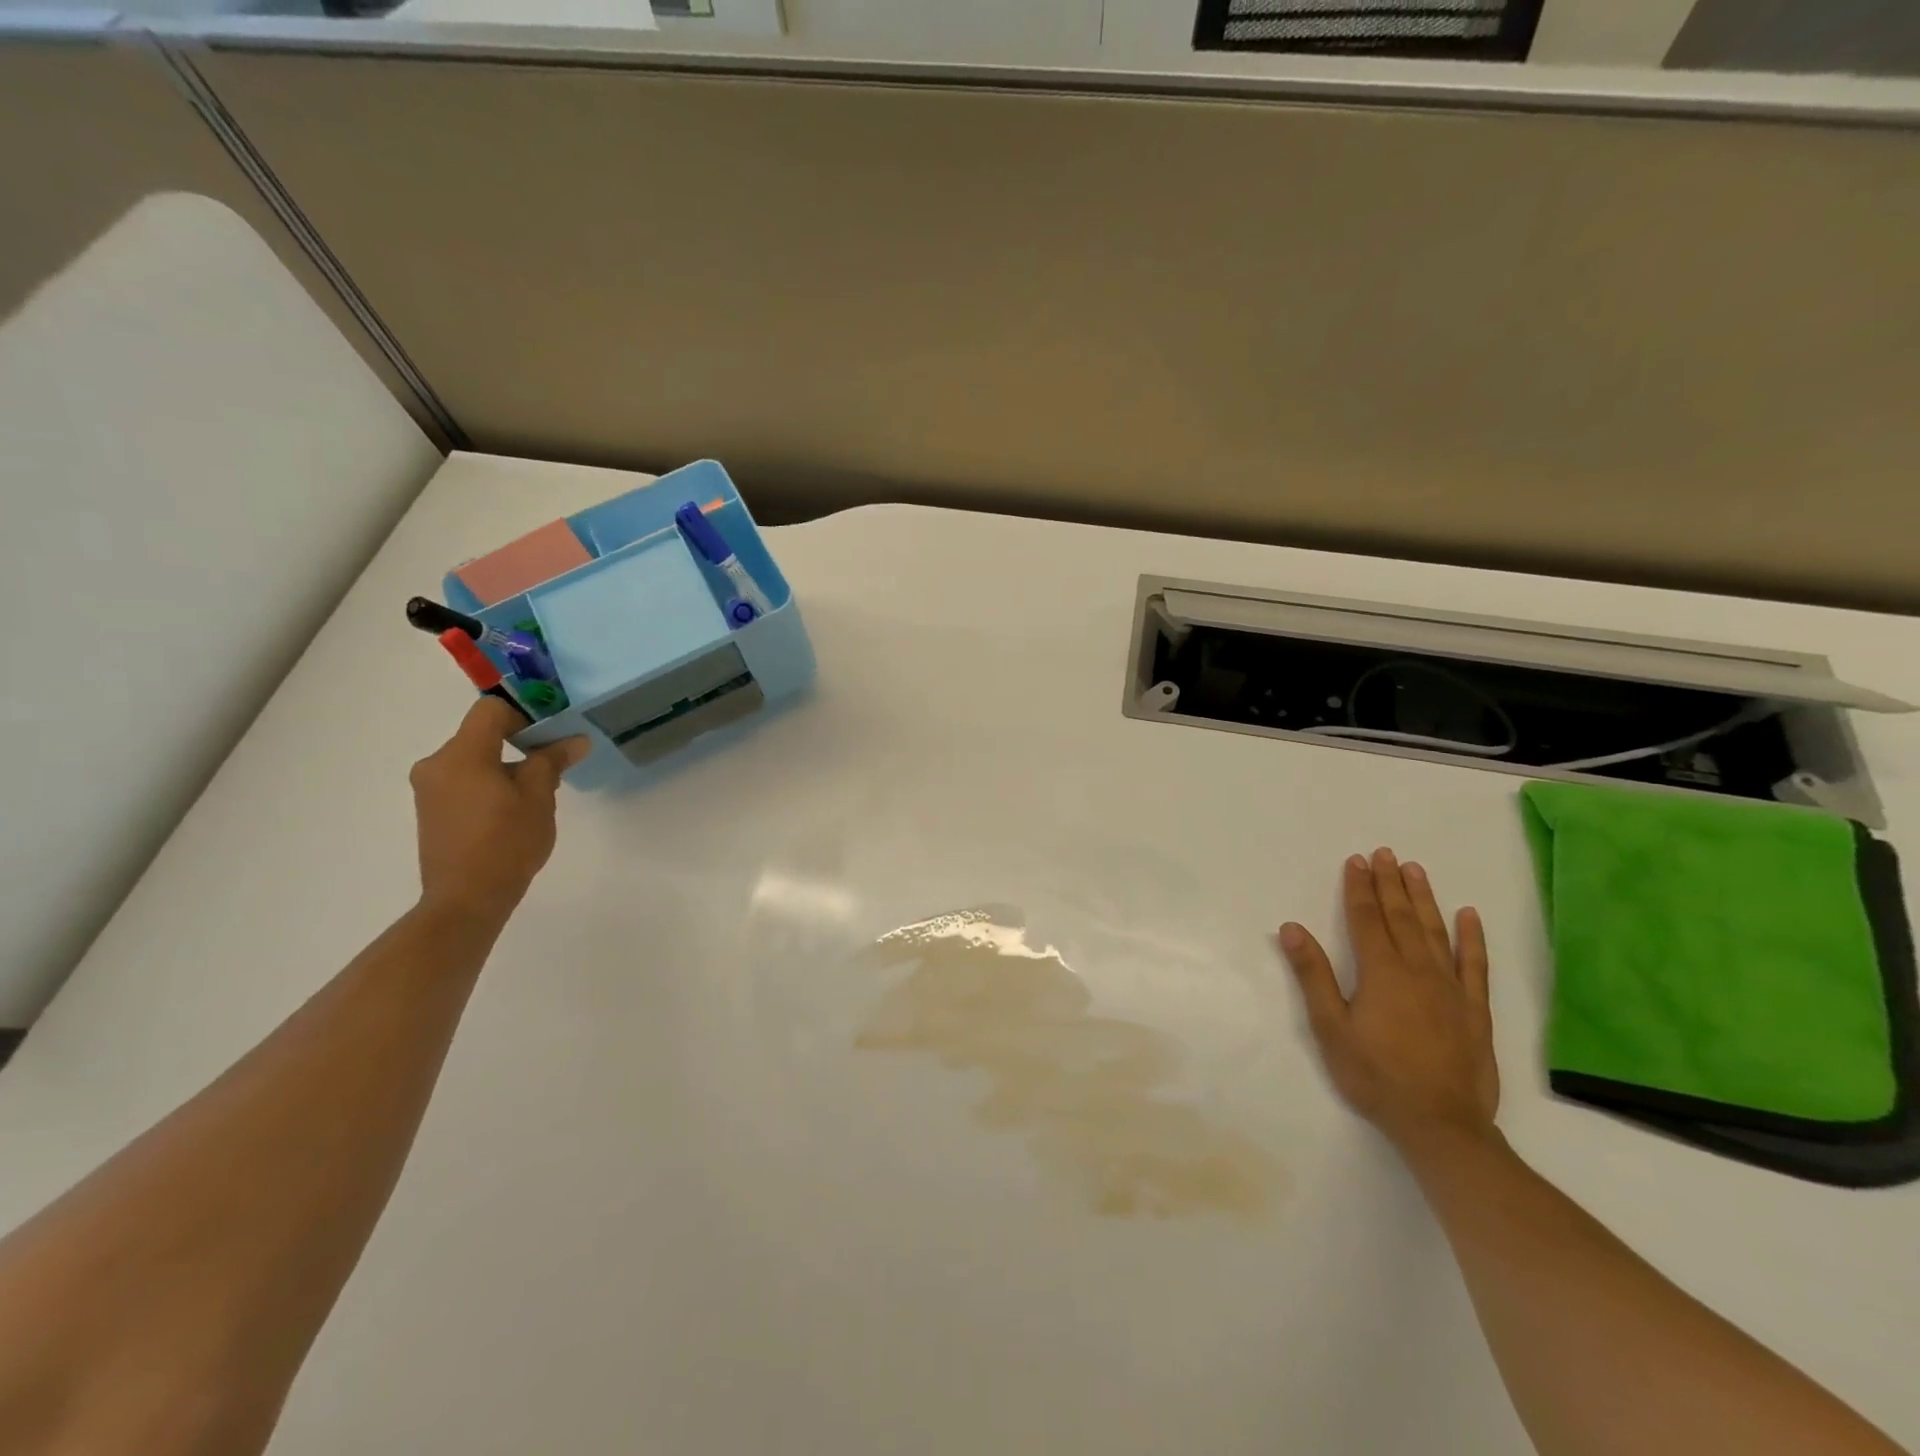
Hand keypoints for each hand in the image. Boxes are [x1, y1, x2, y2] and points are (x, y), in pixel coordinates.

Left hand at [409, 697, 589, 922]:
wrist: (466, 899)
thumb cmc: (507, 842)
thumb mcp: (539, 798)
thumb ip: (552, 761)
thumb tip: (575, 740)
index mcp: (462, 755)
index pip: (491, 710)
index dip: (525, 714)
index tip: (552, 735)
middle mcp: (437, 764)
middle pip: (482, 734)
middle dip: (520, 744)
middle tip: (552, 767)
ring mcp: (429, 789)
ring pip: (474, 759)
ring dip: (506, 766)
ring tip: (534, 797)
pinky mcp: (431, 810)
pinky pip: (464, 781)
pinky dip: (489, 784)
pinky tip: (510, 812)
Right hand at [1278, 849, 1497, 1152]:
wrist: (1441, 1124)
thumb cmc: (1375, 1075)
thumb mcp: (1330, 1027)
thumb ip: (1313, 975)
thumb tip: (1292, 929)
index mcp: (1381, 972)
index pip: (1367, 919)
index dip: (1360, 888)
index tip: (1356, 861)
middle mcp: (1418, 970)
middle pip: (1401, 917)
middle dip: (1389, 883)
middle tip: (1384, 853)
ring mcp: (1451, 988)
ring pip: (1435, 931)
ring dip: (1423, 898)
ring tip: (1415, 869)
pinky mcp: (1475, 1010)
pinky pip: (1475, 964)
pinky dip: (1472, 937)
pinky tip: (1469, 915)